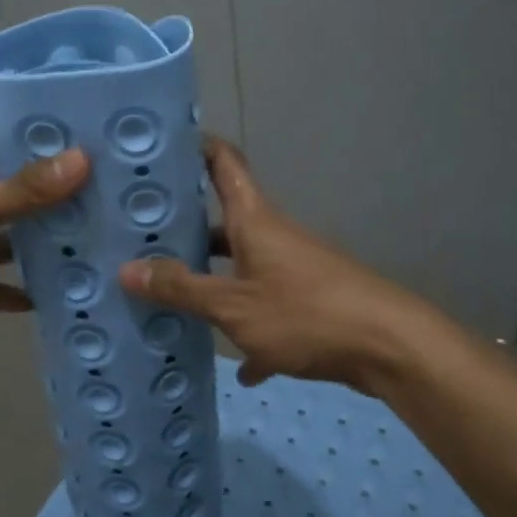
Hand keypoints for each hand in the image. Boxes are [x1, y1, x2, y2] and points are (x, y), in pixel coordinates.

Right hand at [119, 136, 435, 392]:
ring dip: (214, 286)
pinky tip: (241, 369)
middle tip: (141, 244)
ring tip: (173, 303)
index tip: (160, 149)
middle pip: (224, 222)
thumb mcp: (233, 306)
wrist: (389, 347)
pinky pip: (268, 311)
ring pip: (242, 269)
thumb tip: (126, 270)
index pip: (222, 161)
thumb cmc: (305, 312)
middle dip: (186, 233)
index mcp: (253, 219)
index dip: (194, 147)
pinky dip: (252, 333)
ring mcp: (293, 268)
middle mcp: (272, 235)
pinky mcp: (310, 303)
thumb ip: (182, 289)